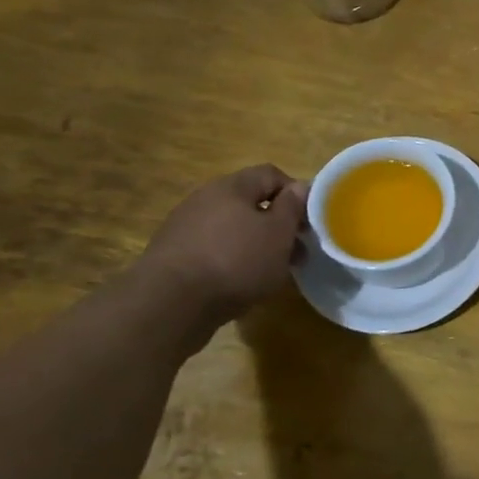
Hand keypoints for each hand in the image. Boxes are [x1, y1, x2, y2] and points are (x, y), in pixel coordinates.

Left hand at [134, 165, 309, 327]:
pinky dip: (231, 261)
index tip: (308, 221)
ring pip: (232, 228)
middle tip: (294, 251)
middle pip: (250, 203)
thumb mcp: (278, 233)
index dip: (295, 193)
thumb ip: (292, 207)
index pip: (271, 174)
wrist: (169, 304)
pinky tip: (239, 283)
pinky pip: (212, 249)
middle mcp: (204, 199)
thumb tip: (299, 187)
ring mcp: (184, 227)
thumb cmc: (236, 261)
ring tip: (270, 272)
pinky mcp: (172, 256)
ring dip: (254, 244)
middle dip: (276, 224)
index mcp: (231, 186)